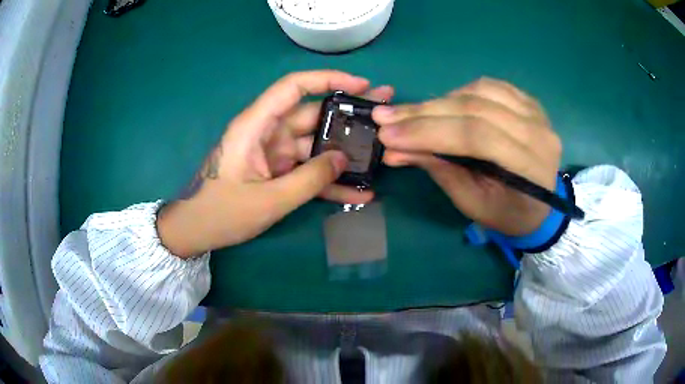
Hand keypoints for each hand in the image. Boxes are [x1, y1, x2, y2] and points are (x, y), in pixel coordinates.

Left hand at [158, 71, 394, 257]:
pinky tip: (358, 192)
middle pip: (312, 115)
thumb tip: (344, 159)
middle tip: (384, 113)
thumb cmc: (222, 212)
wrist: (196, 231)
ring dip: (344, 152)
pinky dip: (328, 180)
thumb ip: (310, 179)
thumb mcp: (269, 199)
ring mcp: (273, 154)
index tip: (361, 84)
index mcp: (256, 126)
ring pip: (314, 145)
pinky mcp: (276, 172)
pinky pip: (307, 170)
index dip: (328, 80)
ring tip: (380, 153)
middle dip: (348, 115)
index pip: (293, 87)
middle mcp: (267, 133)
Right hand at [373, 78, 560, 235]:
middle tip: (385, 117)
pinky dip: (460, 92)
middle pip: (475, 109)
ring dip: (439, 101)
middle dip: (424, 113)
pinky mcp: (529, 101)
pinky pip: (490, 86)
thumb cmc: (509, 214)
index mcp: (530, 167)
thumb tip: (396, 149)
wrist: (543, 206)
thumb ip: (441, 171)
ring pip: (479, 91)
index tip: (388, 135)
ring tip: (410, 114)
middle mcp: (538, 131)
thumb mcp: (474, 204)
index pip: (476, 137)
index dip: (430, 132)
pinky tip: (441, 104)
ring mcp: (536, 112)